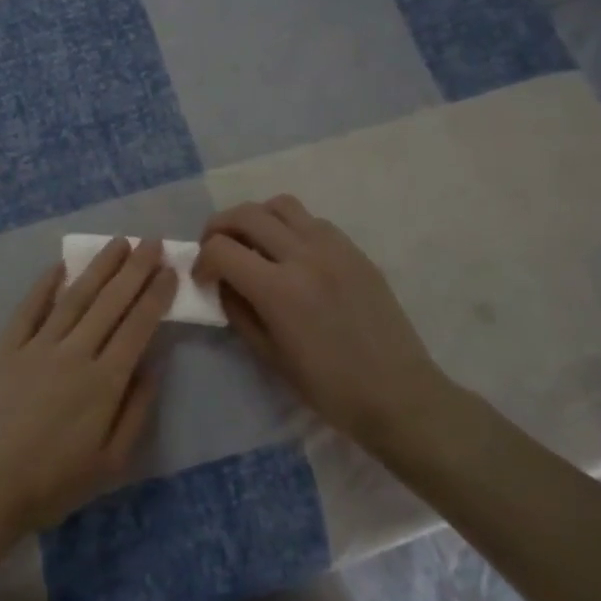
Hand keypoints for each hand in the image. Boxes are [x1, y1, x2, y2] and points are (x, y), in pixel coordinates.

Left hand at [0, 238, 174, 537]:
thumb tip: (153, 364)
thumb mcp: (111, 463)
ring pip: (74, 297)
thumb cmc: (52, 483)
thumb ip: (136, 410)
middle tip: (152, 241)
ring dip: (98, 267)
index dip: (155, 295)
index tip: (170, 269)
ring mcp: (37, 346)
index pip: (137, 326)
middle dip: (134, 269)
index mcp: (104, 382)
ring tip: (117, 243)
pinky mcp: (6, 348)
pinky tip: (60, 266)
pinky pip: (30, 308)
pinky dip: (46, 284)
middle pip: (110, 302)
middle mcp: (74, 353)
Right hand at [194, 195, 447, 440]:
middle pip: (246, 214)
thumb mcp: (268, 355)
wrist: (399, 394)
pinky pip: (312, 221)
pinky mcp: (355, 251)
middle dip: (219, 228)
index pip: (221, 249)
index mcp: (279, 290)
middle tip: (216, 250)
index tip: (202, 278)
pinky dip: (289, 227)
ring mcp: (334, 248)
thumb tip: (222, 283)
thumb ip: (238, 311)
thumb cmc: (329, 387)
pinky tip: (290, 255)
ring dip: (255, 218)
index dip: (202, 261)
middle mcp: (304, 256)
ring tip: (252, 243)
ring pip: (280, 205)